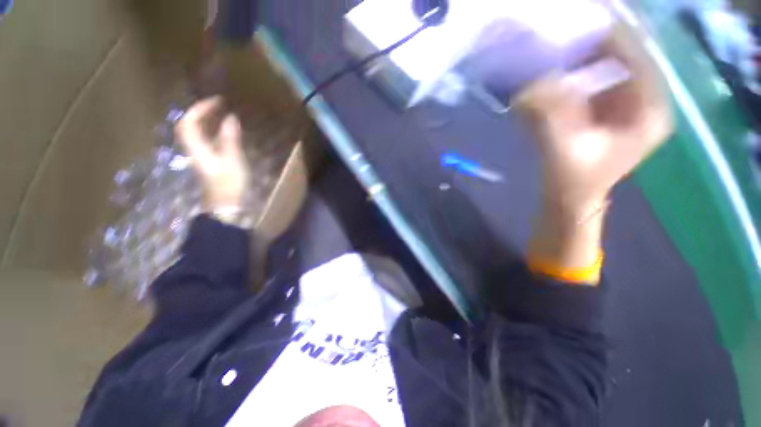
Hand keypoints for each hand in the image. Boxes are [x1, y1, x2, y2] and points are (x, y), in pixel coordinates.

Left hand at [176, 97, 250, 210]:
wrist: (226, 205)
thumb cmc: (229, 182)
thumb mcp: (232, 159)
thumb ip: (230, 137)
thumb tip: (230, 117)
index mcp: (197, 147)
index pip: (189, 122)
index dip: (200, 108)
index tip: (218, 101)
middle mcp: (196, 149)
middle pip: (190, 126)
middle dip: (202, 112)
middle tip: (219, 105)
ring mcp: (203, 157)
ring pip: (199, 134)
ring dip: (208, 122)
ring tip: (223, 115)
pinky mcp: (212, 163)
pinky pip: (209, 142)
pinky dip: (216, 133)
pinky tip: (228, 133)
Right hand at [515, 23, 672, 215]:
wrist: (569, 199)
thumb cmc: (572, 181)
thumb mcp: (561, 149)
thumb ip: (548, 117)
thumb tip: (529, 88)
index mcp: (649, 112)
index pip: (639, 58)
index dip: (614, 37)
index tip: (583, 23)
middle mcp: (644, 102)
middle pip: (625, 59)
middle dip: (593, 48)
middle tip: (563, 39)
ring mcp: (625, 106)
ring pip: (608, 68)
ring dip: (581, 61)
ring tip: (556, 55)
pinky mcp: (606, 111)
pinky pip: (594, 82)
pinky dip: (574, 76)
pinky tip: (554, 78)